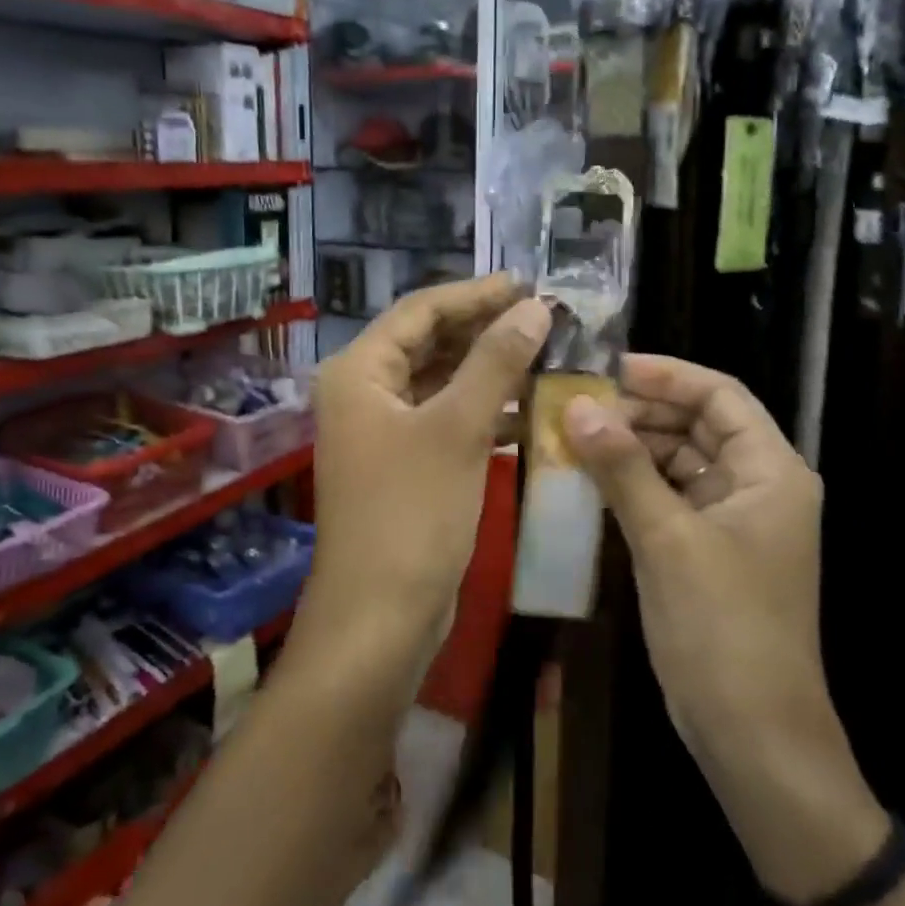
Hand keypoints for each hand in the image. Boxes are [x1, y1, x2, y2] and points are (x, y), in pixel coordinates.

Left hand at [302, 275, 550, 676]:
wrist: (380, 620)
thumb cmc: (412, 514)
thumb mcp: (458, 428)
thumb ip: (495, 361)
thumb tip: (534, 308)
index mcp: (360, 372)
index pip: (421, 310)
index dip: (475, 294)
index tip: (528, 285)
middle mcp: (364, 393)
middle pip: (429, 342)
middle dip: (484, 330)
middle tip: (542, 318)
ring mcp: (381, 431)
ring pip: (440, 382)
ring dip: (488, 370)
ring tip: (545, 355)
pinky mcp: (402, 464)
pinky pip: (444, 419)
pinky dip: (481, 410)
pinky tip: (526, 410)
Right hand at [562, 357, 886, 901]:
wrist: (753, 738)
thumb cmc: (723, 628)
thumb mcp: (668, 539)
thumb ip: (623, 467)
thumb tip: (578, 406)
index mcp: (770, 470)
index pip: (719, 395)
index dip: (666, 375)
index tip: (606, 367)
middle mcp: (756, 484)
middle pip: (696, 424)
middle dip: (639, 411)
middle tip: (576, 403)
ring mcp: (731, 519)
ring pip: (677, 460)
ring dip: (630, 448)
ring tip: (572, 436)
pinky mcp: (706, 548)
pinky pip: (667, 497)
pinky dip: (631, 485)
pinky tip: (587, 479)